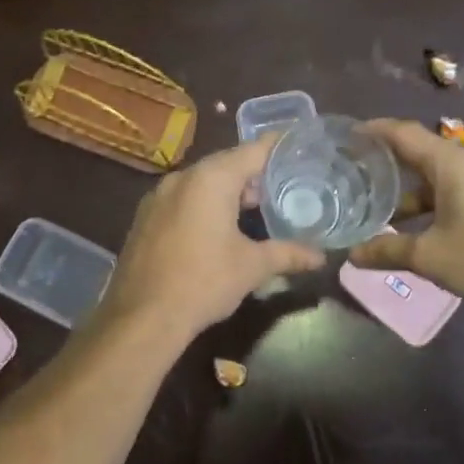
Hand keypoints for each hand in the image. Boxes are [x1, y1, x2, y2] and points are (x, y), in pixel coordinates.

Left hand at [98, 137, 324, 339]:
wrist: (142, 317)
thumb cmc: (203, 282)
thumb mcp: (252, 267)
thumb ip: (288, 254)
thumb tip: (320, 257)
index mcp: (211, 179)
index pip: (253, 150)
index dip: (279, 147)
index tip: (301, 146)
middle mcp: (182, 177)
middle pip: (227, 164)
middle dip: (256, 175)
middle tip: (286, 188)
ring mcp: (158, 196)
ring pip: (203, 182)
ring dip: (229, 192)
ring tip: (256, 211)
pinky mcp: (145, 217)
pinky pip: (183, 198)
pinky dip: (204, 204)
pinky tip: (218, 229)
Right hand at [348, 119, 463, 311]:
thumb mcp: (429, 256)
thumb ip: (388, 250)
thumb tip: (351, 255)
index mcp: (451, 164)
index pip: (404, 134)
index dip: (375, 131)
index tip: (348, 134)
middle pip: (420, 152)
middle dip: (388, 160)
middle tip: (355, 169)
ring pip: (437, 176)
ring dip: (409, 189)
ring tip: (378, 205)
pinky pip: (453, 189)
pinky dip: (429, 199)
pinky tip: (414, 224)